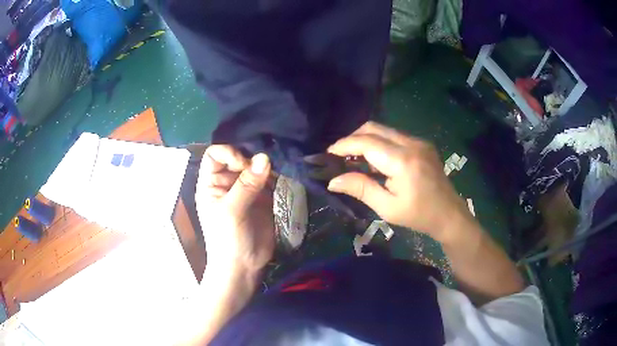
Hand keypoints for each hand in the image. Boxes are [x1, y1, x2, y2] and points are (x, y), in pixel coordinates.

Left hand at [195, 145, 274, 276]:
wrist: (243, 267)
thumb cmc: (227, 239)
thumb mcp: (231, 211)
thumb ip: (247, 184)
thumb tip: (264, 157)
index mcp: (211, 183)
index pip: (215, 154)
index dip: (229, 153)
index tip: (244, 165)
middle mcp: (227, 182)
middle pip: (238, 158)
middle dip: (251, 159)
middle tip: (266, 168)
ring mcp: (246, 190)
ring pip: (255, 167)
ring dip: (267, 167)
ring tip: (278, 171)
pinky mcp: (262, 198)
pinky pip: (269, 181)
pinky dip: (276, 177)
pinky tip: (283, 178)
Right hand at [327, 121, 471, 242]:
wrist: (449, 214)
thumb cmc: (419, 216)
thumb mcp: (387, 208)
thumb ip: (361, 189)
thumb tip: (333, 180)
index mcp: (403, 161)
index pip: (366, 142)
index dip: (344, 145)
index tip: (327, 153)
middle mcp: (411, 143)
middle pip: (374, 128)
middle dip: (353, 138)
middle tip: (339, 156)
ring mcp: (419, 141)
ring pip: (384, 130)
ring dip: (366, 140)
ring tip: (355, 159)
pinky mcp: (422, 144)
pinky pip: (394, 136)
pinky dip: (379, 143)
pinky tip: (375, 161)